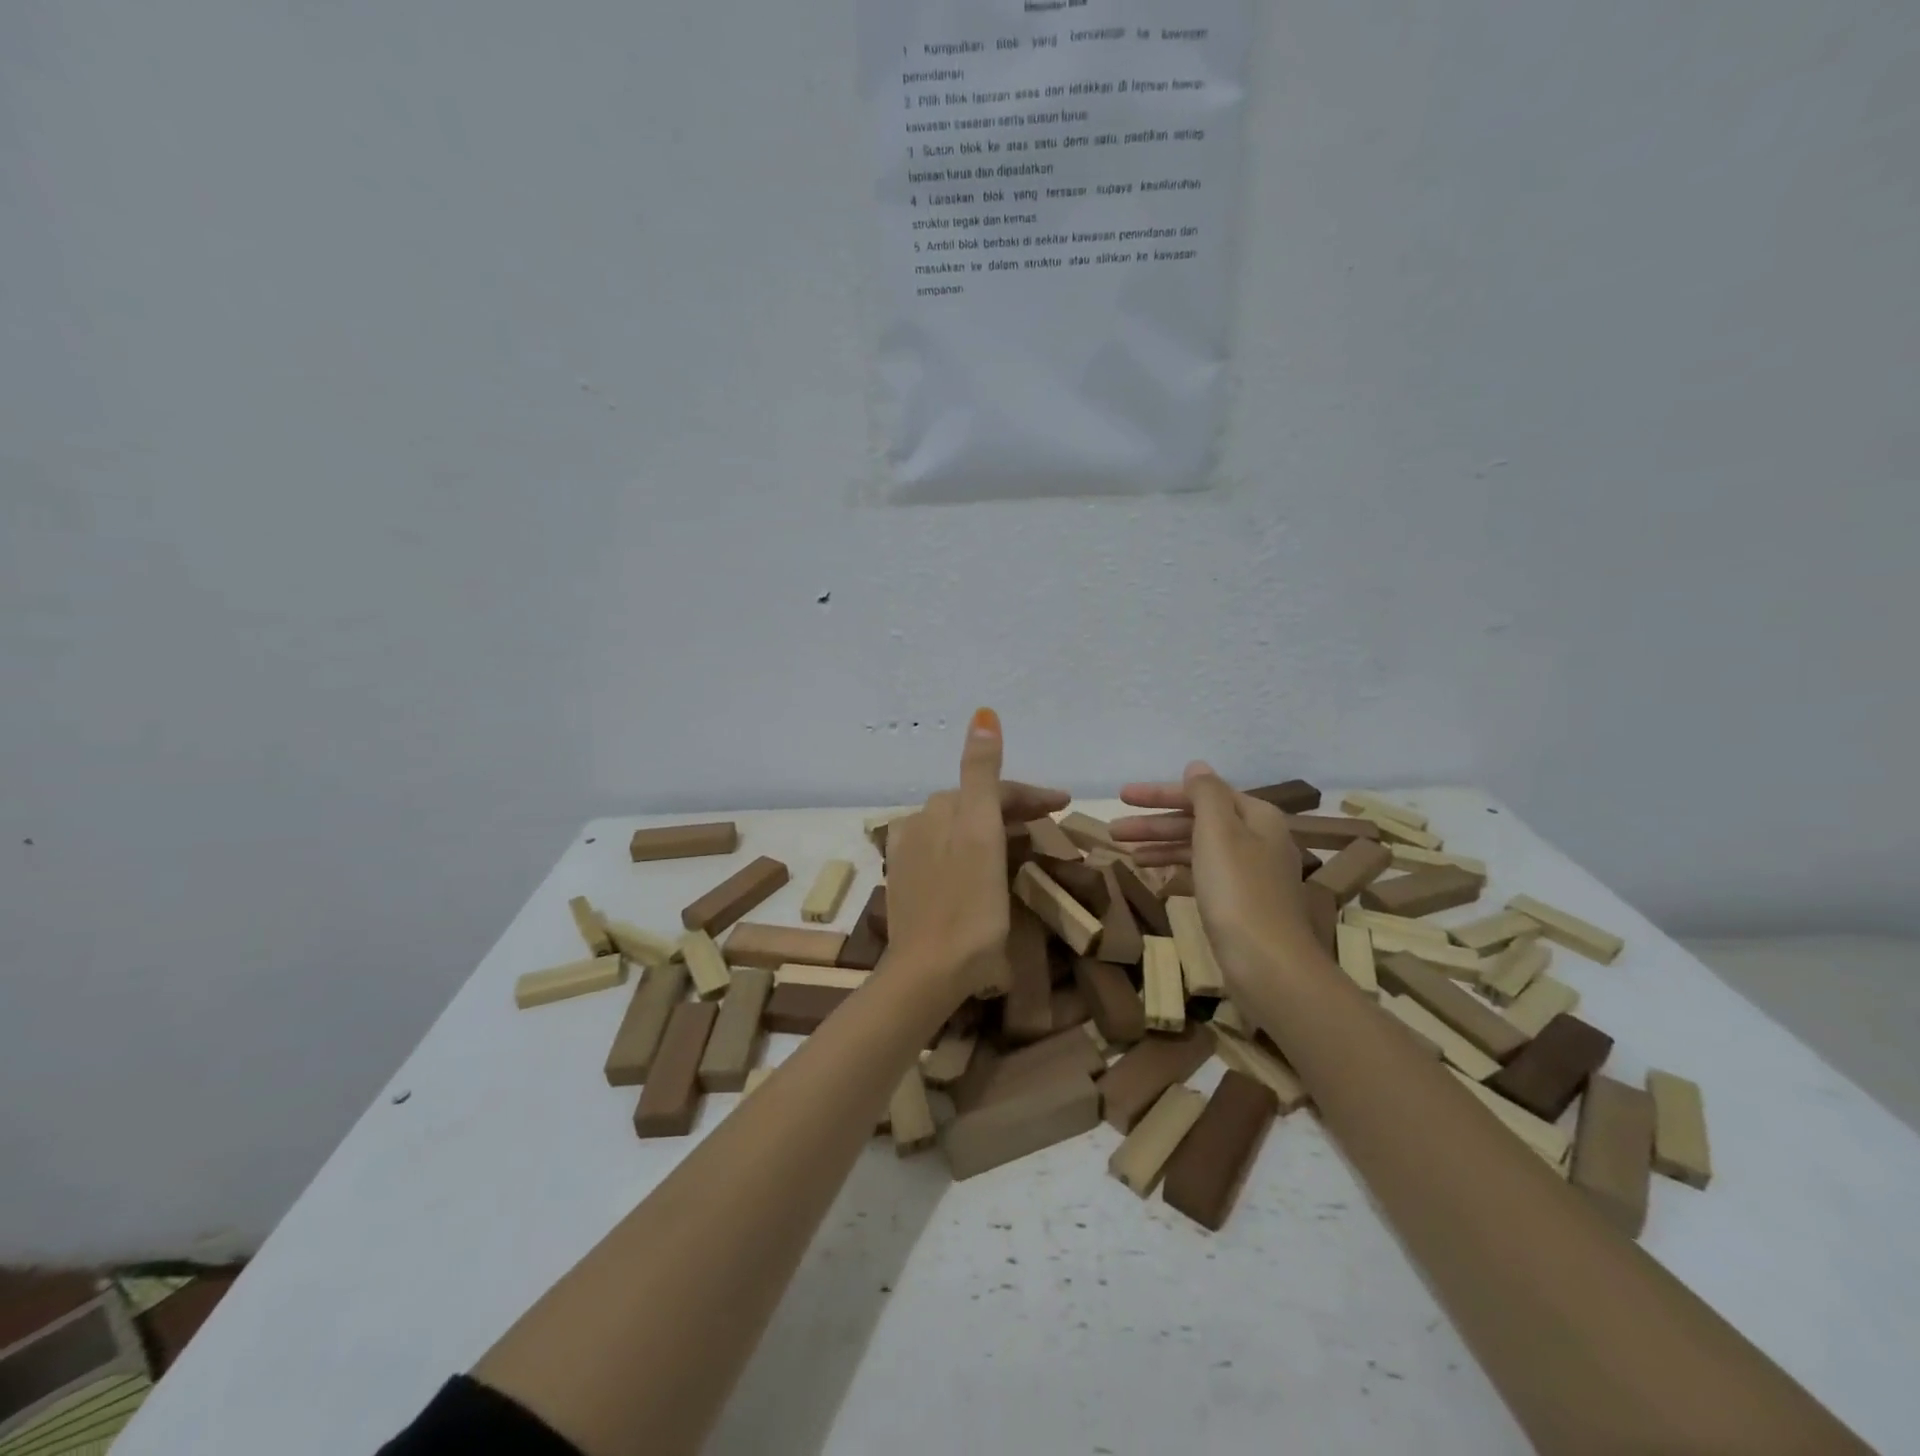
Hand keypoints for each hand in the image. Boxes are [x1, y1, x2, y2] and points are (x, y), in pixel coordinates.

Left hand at [886, 710, 1060, 1001]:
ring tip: (1026, 841)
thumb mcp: (980, 832)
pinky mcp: (909, 884)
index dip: (1031, 793)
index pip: (992, 789)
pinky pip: (948, 852)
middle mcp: (920, 824)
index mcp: (941, 810)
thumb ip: (982, 773)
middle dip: (1014, 807)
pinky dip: (974, 850)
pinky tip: (984, 865)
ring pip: (962, 828)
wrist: (928, 971)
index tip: (1067, 804)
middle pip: (976, 805)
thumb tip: (983, 715)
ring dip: (994, 827)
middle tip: (1051, 820)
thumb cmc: (968, 905)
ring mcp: (911, 856)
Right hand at [1112, 762, 1314, 983]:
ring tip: (1122, 851)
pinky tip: (1152, 872)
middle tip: (1113, 828)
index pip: (1202, 793)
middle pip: (1198, 820)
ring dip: (1160, 844)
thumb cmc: (1238, 891)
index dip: (1160, 794)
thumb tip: (1197, 766)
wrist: (1269, 965)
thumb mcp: (1219, 832)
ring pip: (1197, 847)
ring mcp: (1250, 873)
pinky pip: (1202, 871)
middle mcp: (1258, 839)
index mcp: (1257, 816)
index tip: (1123, 796)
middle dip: (1154, 822)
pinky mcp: (1241, 902)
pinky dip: (1176, 867)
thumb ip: (1205, 794)